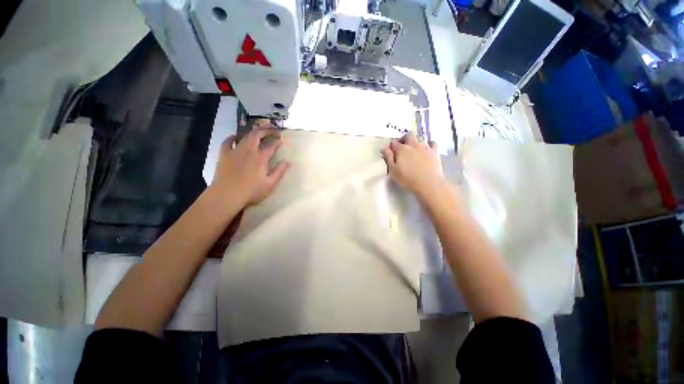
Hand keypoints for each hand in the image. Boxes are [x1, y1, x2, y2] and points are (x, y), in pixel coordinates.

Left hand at [212, 125, 290, 206]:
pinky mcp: (224, 155)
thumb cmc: (251, 191)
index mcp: (261, 158)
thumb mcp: (270, 184)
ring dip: (253, 132)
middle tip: (272, 130)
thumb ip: (279, 172)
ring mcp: (235, 151)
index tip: (281, 139)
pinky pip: (227, 142)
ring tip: (258, 132)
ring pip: (245, 136)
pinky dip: (232, 137)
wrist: (227, 195)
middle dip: (266, 130)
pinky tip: (235, 137)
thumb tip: (287, 162)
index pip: (271, 145)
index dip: (277, 141)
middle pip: (257, 135)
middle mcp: (249, 151)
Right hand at [381, 133, 444, 198]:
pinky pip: (432, 143)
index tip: (389, 152)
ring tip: (413, 149)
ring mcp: (425, 147)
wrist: (428, 184)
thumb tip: (384, 148)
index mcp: (402, 149)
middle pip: (408, 135)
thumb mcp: (393, 170)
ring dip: (415, 141)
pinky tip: (427, 148)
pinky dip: (428, 143)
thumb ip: (388, 158)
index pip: (393, 142)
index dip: (390, 146)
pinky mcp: (435, 152)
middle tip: (401, 147)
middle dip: (403, 139)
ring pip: (419, 138)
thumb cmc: (408, 179)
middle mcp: (413, 145)